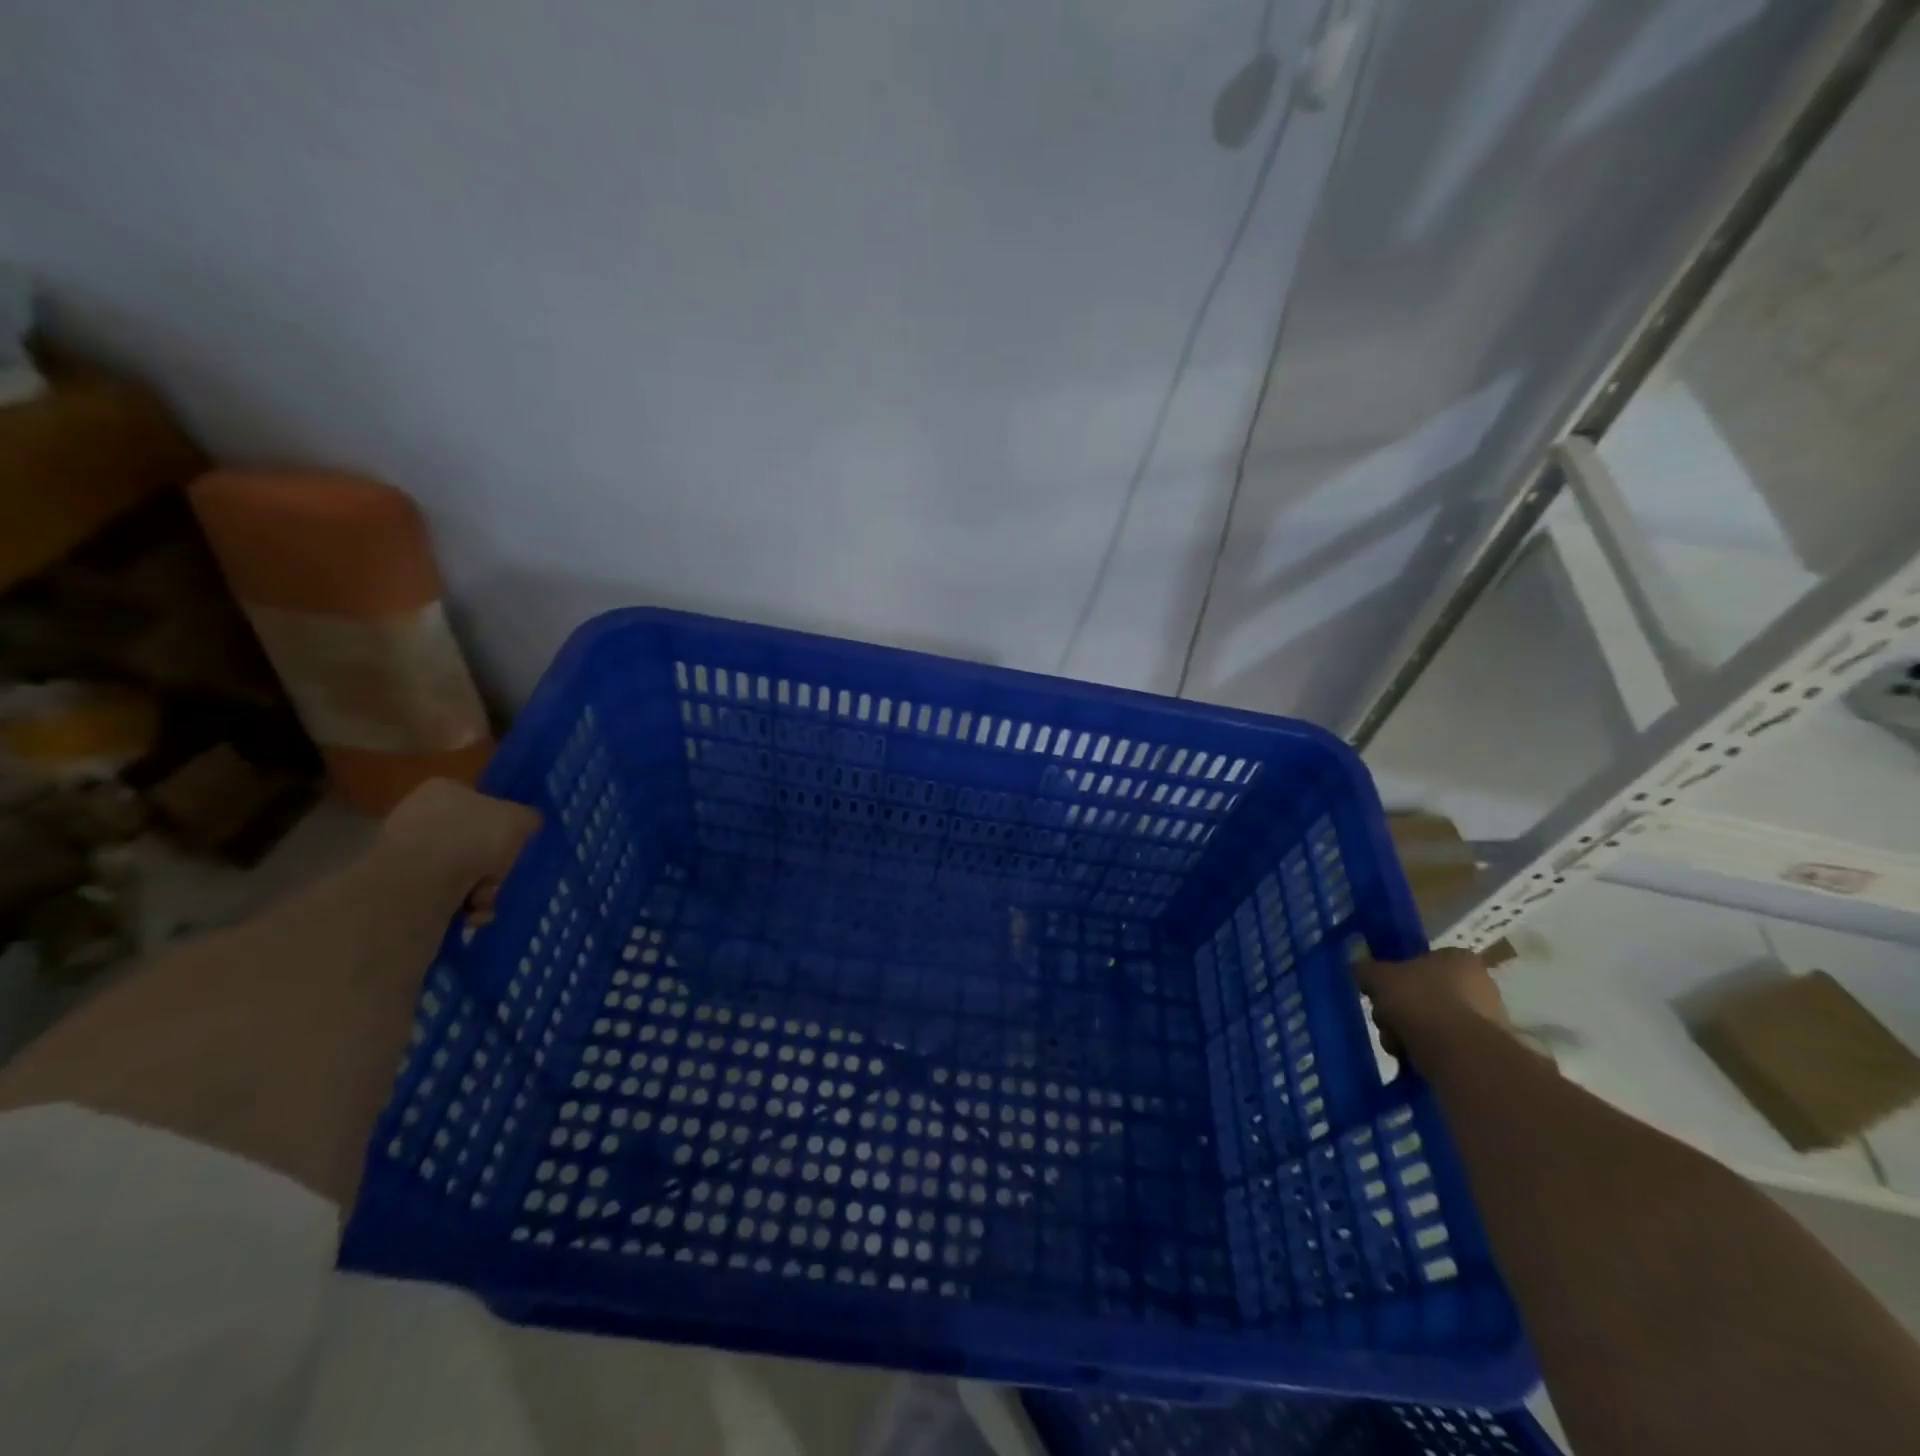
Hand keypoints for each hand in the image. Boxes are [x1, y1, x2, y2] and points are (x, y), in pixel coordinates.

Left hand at [375, 779, 541, 923]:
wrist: (421, 881)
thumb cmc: (474, 837)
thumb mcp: (520, 819)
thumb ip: (528, 818)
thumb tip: (525, 823)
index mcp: (443, 789)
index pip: (480, 801)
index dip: (502, 824)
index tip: (513, 844)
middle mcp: (418, 814)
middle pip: (472, 841)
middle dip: (492, 866)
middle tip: (500, 878)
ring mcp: (404, 850)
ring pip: (460, 870)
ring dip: (481, 889)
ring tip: (484, 900)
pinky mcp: (397, 884)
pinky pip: (441, 893)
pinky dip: (461, 905)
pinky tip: (469, 913)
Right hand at [1354, 947, 1507, 1057]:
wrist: (1461, 1055)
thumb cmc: (1421, 1002)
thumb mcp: (1379, 977)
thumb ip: (1365, 970)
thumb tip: (1359, 969)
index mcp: (1457, 958)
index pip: (1418, 961)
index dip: (1394, 977)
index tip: (1380, 993)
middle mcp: (1480, 984)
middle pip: (1422, 994)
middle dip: (1398, 1011)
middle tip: (1385, 1022)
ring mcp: (1488, 1019)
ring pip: (1431, 1022)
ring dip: (1408, 1033)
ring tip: (1397, 1046)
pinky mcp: (1488, 1051)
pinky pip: (1446, 1046)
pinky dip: (1427, 1052)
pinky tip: (1414, 1060)